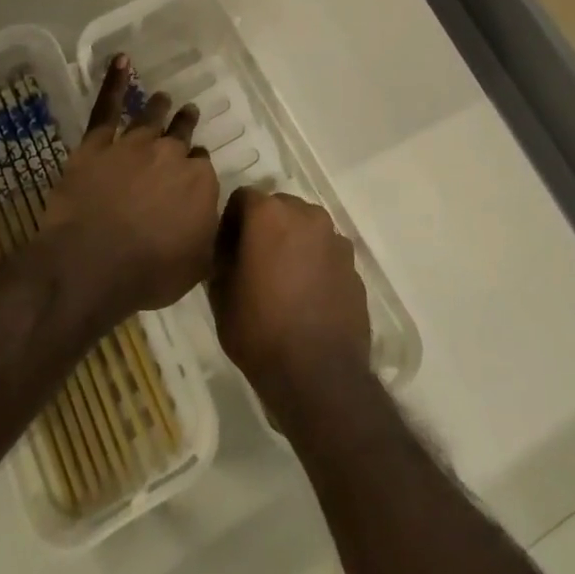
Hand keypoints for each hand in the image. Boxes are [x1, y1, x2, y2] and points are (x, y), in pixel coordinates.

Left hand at [41, 55, 220, 318]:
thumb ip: (211, 234)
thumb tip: (218, 218)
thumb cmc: (150, 271)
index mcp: (199, 181)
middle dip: (185, 124)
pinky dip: (114, 82)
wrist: (94, 263)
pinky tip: (121, 60)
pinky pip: (107, 107)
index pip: (202, 166)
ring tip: (163, 97)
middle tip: (188, 113)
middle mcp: (170, 154)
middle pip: (181, 135)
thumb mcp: (198, 264)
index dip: (196, 167)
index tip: (193, 169)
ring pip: (150, 117)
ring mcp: (132, 145)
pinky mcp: (97, 145)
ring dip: (159, 107)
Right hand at [210, 187, 371, 417]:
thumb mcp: (220, 295)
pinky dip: (315, 263)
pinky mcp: (354, 264)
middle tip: (254, 262)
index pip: (242, 198)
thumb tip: (228, 247)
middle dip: (264, 227)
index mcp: (269, 214)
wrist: (319, 375)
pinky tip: (308, 296)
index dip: (230, 222)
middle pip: (278, 207)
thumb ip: (222, 258)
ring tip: (284, 281)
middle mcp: (306, 214)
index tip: (226, 250)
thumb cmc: (260, 331)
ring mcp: (335, 238)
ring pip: (305, 228)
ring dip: (292, 243)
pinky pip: (326, 252)